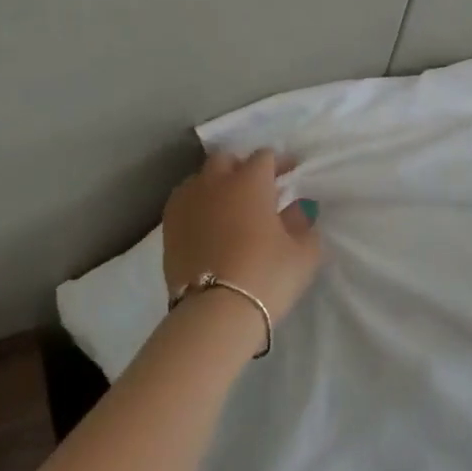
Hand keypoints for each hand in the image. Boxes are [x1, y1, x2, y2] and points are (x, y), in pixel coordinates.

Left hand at [162, 149, 321, 324]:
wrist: (215, 313)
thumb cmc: (266, 276)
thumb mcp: (303, 253)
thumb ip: (303, 224)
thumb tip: (297, 210)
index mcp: (250, 181)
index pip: (265, 157)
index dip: (279, 163)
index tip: (290, 174)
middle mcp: (214, 183)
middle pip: (226, 160)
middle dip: (242, 167)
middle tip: (257, 187)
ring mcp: (186, 204)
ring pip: (200, 179)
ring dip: (215, 184)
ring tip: (228, 205)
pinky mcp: (168, 228)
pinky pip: (183, 203)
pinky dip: (197, 206)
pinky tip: (207, 224)